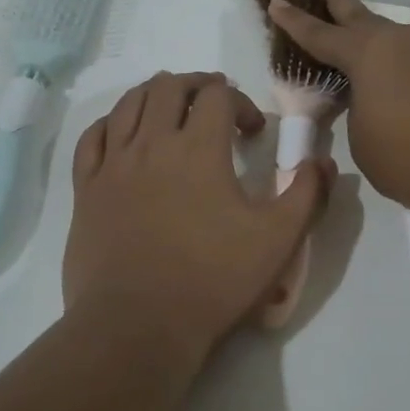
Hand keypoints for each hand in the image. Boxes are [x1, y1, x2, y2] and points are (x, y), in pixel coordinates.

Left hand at [64, 71, 332, 363]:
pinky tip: (122, 132)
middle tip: (214, 100)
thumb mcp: (278, 241)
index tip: (253, 132)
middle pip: (168, 86)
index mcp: (199, 149)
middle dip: (196, 85)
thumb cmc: (213, 281)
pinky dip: (111, 123)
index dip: (241, 102)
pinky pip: (92, 138)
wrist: (138, 326)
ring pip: (128, 104)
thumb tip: (323, 162)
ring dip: (154, 94)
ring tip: (170, 105)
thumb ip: (307, 195)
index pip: (218, 97)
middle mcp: (152, 144)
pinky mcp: (86, 190)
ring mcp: (112, 165)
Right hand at [268, 0, 409, 220]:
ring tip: (369, 55)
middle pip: (361, 14)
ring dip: (380, 45)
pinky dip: (409, 72)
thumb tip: (375, 97)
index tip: (276, 2)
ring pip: (398, 41)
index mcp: (367, 54)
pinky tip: (409, 89)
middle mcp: (402, 42)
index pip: (320, 35)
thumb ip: (361, 108)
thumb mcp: (363, 136)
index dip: (294, 21)